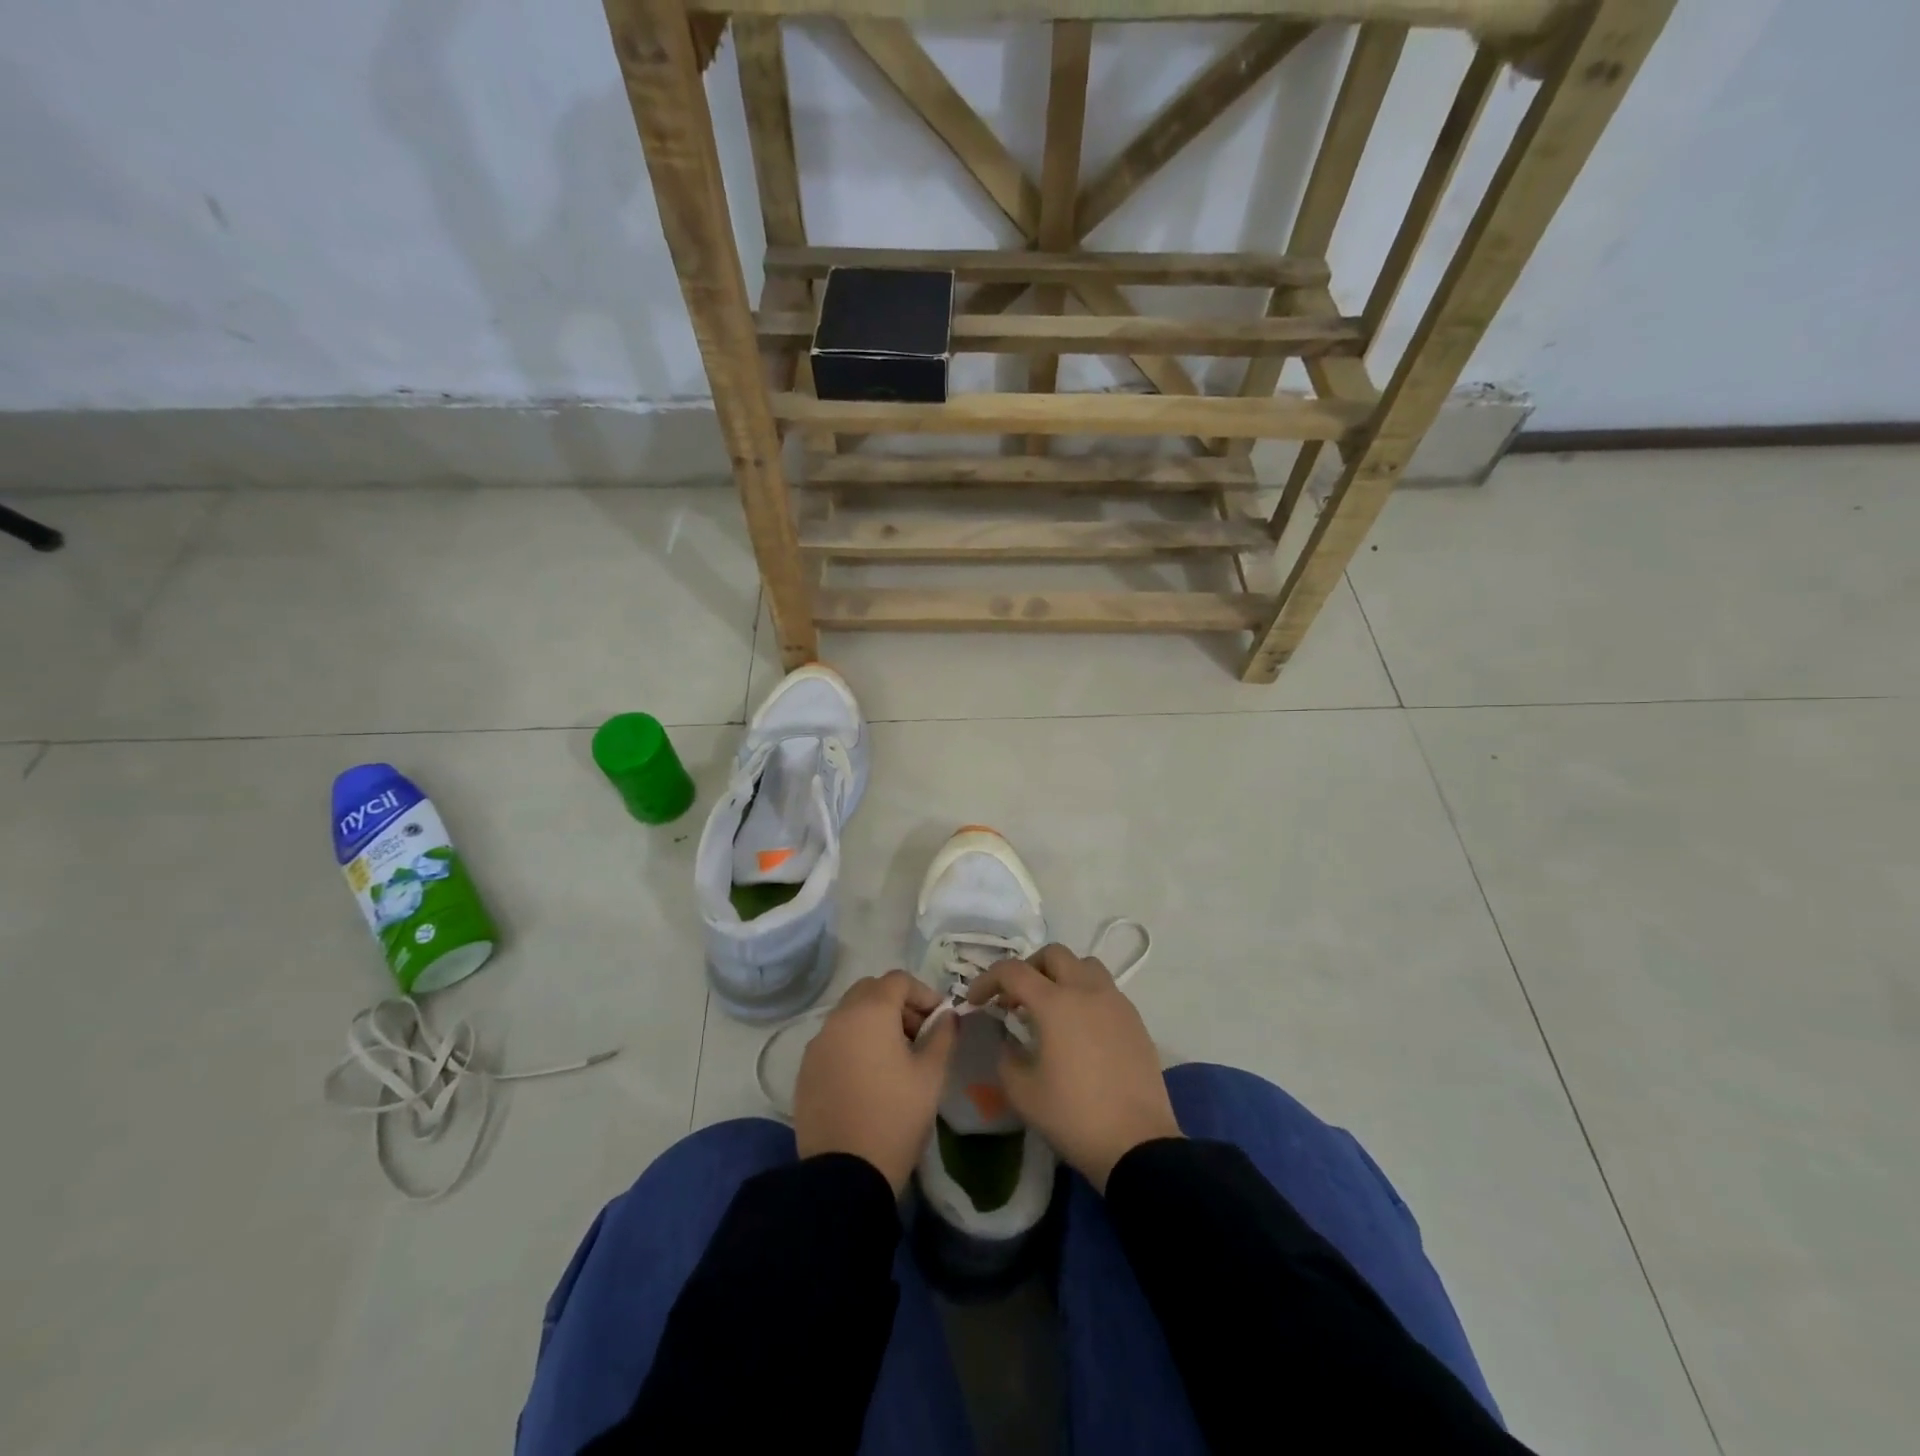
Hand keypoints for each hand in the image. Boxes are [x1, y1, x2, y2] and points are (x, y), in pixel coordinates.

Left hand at [794, 969, 956, 1194]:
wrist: (844, 1174)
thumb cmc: (896, 1117)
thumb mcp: (931, 1075)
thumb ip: (943, 1036)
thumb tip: (947, 1016)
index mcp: (870, 1011)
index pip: (899, 980)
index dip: (924, 993)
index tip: (940, 1019)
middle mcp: (838, 1018)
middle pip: (870, 991)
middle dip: (897, 1003)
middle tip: (918, 1033)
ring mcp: (817, 1043)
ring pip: (849, 1014)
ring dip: (874, 1022)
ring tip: (896, 1057)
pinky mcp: (805, 1069)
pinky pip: (833, 1040)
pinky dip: (853, 1043)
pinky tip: (868, 1076)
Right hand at [967, 944, 1179, 1191]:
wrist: (1137, 1144)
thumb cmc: (1074, 1116)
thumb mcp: (1022, 1092)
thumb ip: (1006, 1056)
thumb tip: (1009, 1039)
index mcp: (1055, 1003)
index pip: (1014, 972)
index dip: (988, 980)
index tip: (976, 1000)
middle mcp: (1087, 990)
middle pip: (1053, 955)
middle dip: (1028, 969)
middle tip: (1015, 999)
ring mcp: (1115, 1002)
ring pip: (1084, 965)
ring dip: (1061, 975)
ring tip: (1050, 1006)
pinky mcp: (1135, 1019)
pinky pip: (1104, 989)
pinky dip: (1084, 994)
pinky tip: (1079, 1027)